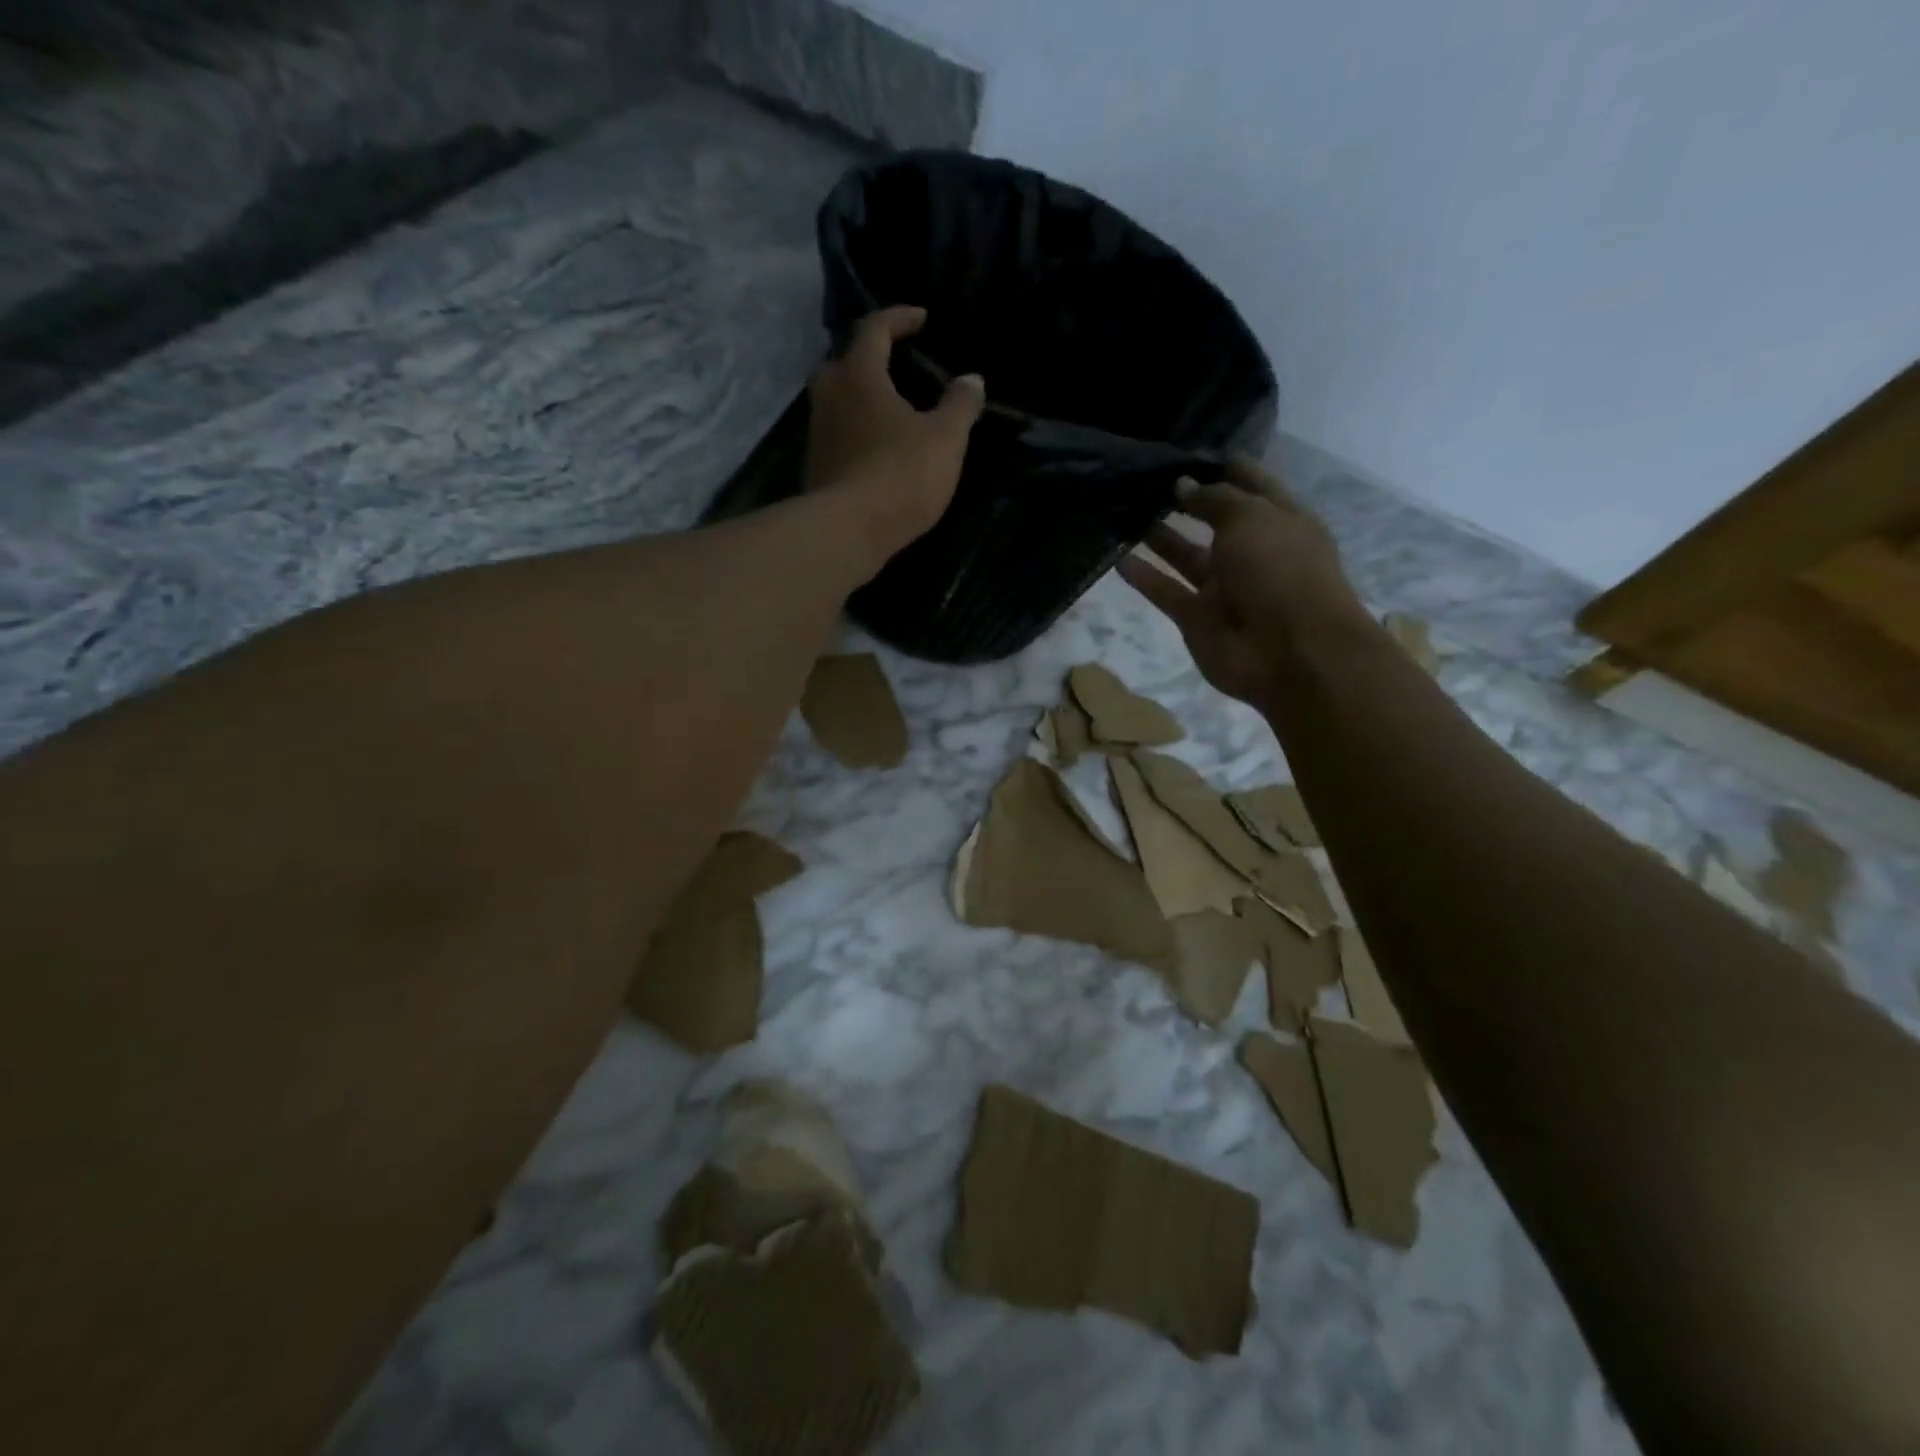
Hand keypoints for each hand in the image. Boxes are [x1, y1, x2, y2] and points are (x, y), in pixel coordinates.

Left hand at [805, 306, 984, 565]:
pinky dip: (855, 430)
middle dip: (869, 356)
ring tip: (889, 408)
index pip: (875, 328)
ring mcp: (817, 433)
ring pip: (836, 400)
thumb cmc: (900, 474)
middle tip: (895, 364)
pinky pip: (836, 434)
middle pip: (843, 361)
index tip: (922, 319)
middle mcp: (829, 395)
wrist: (847, 532)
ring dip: (860, 396)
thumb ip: (960, 405)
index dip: (899, 318)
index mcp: (860, 374)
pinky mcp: (816, 467)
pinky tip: (876, 447)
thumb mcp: (946, 439)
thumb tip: (972, 379)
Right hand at [1119, 457, 1375, 707]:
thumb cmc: (1281, 571)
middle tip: (1143, 481)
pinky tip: (1116, 557)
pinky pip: (1166, 591)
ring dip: (1158, 537)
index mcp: (1279, 521)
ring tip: (1124, 512)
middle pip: (1213, 520)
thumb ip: (1214, 499)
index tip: (1186, 452)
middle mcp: (1251, 551)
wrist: (1290, 652)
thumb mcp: (1251, 518)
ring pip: (1185, 556)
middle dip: (1184, 501)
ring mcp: (1224, 587)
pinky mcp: (1197, 618)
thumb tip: (1182, 485)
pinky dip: (1143, 576)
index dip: (1223, 467)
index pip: (1251, 485)